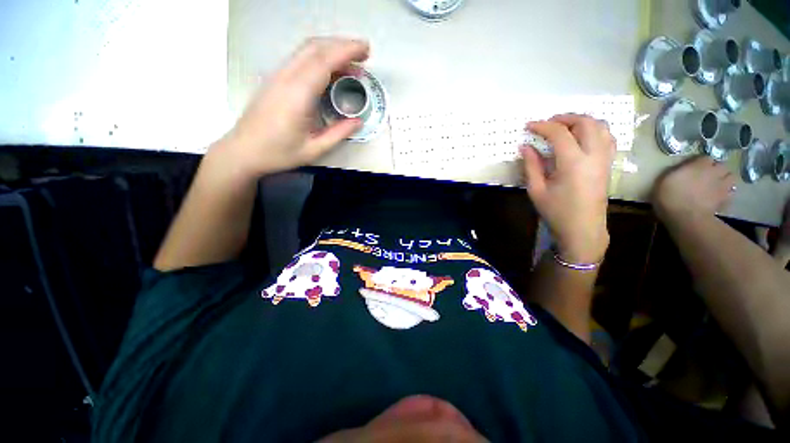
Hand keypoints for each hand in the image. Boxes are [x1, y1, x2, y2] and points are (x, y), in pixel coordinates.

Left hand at [217, 37, 369, 176]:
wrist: (243, 150)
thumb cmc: (279, 153)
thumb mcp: (314, 149)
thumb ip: (338, 134)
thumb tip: (358, 121)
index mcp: (298, 95)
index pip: (324, 61)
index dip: (346, 51)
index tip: (366, 50)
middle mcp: (286, 78)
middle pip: (315, 48)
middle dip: (342, 45)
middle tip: (363, 54)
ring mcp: (278, 75)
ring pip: (305, 50)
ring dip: (330, 49)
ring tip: (350, 62)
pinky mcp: (274, 79)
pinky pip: (299, 59)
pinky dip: (319, 57)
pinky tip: (329, 70)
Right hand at [521, 114, 615, 262]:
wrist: (583, 229)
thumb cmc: (556, 211)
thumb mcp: (536, 190)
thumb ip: (531, 165)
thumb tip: (524, 147)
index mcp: (573, 163)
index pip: (559, 134)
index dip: (542, 126)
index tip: (528, 126)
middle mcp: (593, 156)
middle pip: (585, 123)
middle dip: (564, 118)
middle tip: (547, 124)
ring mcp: (604, 159)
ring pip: (600, 126)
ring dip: (581, 121)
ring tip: (564, 127)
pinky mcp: (608, 164)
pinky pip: (607, 137)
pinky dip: (594, 130)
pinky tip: (581, 137)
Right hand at [652, 156, 735, 219]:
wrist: (685, 217)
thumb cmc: (670, 196)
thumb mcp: (664, 180)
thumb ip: (677, 172)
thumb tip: (682, 170)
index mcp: (699, 165)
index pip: (705, 157)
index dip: (700, 162)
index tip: (693, 167)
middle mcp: (714, 171)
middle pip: (721, 165)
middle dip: (716, 169)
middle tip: (708, 175)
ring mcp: (722, 186)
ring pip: (731, 177)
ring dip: (725, 179)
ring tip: (717, 185)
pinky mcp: (725, 200)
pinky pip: (730, 193)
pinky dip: (726, 194)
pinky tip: (719, 197)